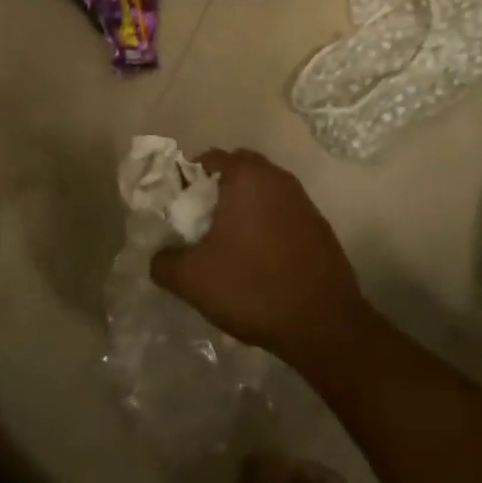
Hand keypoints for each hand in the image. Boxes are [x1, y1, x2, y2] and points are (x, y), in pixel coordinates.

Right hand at [150, 149, 369, 371]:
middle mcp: (276, 177)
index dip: (188, 179)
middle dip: (218, 189)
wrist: (323, 323)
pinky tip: (260, 259)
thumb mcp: (193, 280)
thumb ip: (164, 262)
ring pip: (263, 191)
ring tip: (230, 243)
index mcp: (246, 177)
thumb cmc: (252, 288)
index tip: (179, 208)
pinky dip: (268, 224)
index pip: (209, 158)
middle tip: (202, 222)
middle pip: (239, 169)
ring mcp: (302, 199)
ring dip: (245, 207)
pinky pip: (283, 212)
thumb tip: (158, 257)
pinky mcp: (319, 224)